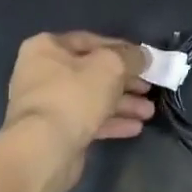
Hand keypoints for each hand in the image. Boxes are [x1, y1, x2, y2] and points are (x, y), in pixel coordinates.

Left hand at [3, 32, 152, 156]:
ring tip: (148, 112)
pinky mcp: (54, 131)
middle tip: (149, 89)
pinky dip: (110, 121)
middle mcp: (42, 72)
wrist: (43, 151)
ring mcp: (47, 104)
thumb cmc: (74, 96)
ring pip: (92, 98)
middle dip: (125, 81)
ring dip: (122, 103)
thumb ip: (131, 57)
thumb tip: (144, 56)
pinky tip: (135, 127)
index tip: (144, 59)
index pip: (90, 40)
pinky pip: (87, 120)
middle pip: (92, 71)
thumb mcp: (110, 67)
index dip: (121, 48)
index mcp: (46, 48)